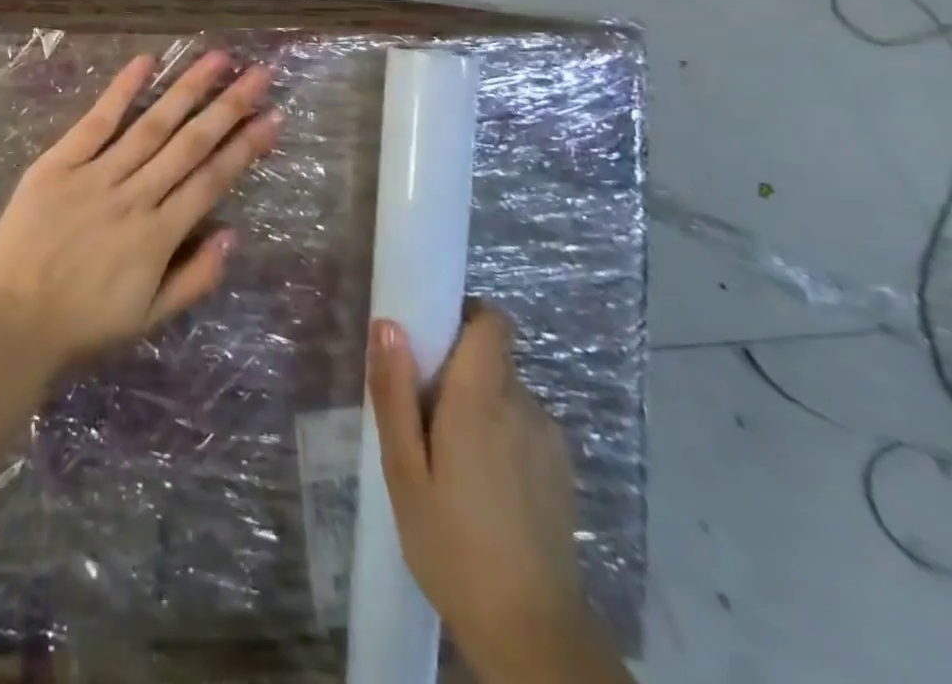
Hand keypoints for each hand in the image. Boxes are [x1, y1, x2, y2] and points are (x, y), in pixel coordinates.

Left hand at [0, 51, 280, 379]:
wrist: (9, 323)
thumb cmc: (81, 325)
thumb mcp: (147, 318)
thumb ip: (194, 278)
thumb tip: (233, 235)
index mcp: (158, 236)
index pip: (212, 180)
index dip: (245, 147)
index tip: (272, 116)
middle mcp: (135, 198)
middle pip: (189, 144)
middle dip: (228, 107)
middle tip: (259, 74)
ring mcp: (95, 176)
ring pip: (151, 125)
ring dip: (186, 90)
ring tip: (217, 59)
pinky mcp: (58, 164)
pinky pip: (95, 122)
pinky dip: (121, 91)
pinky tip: (145, 62)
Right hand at [369, 304, 622, 682]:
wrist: (532, 636)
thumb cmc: (452, 545)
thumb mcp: (404, 470)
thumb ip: (395, 392)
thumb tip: (389, 323)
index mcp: (483, 399)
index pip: (493, 322)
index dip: (464, 315)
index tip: (429, 337)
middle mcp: (525, 407)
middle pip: (492, 358)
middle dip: (456, 369)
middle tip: (420, 414)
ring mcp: (550, 441)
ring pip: (507, 394)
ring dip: (477, 406)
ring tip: (446, 458)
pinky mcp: (562, 473)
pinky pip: (524, 426)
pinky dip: (500, 435)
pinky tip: (479, 485)